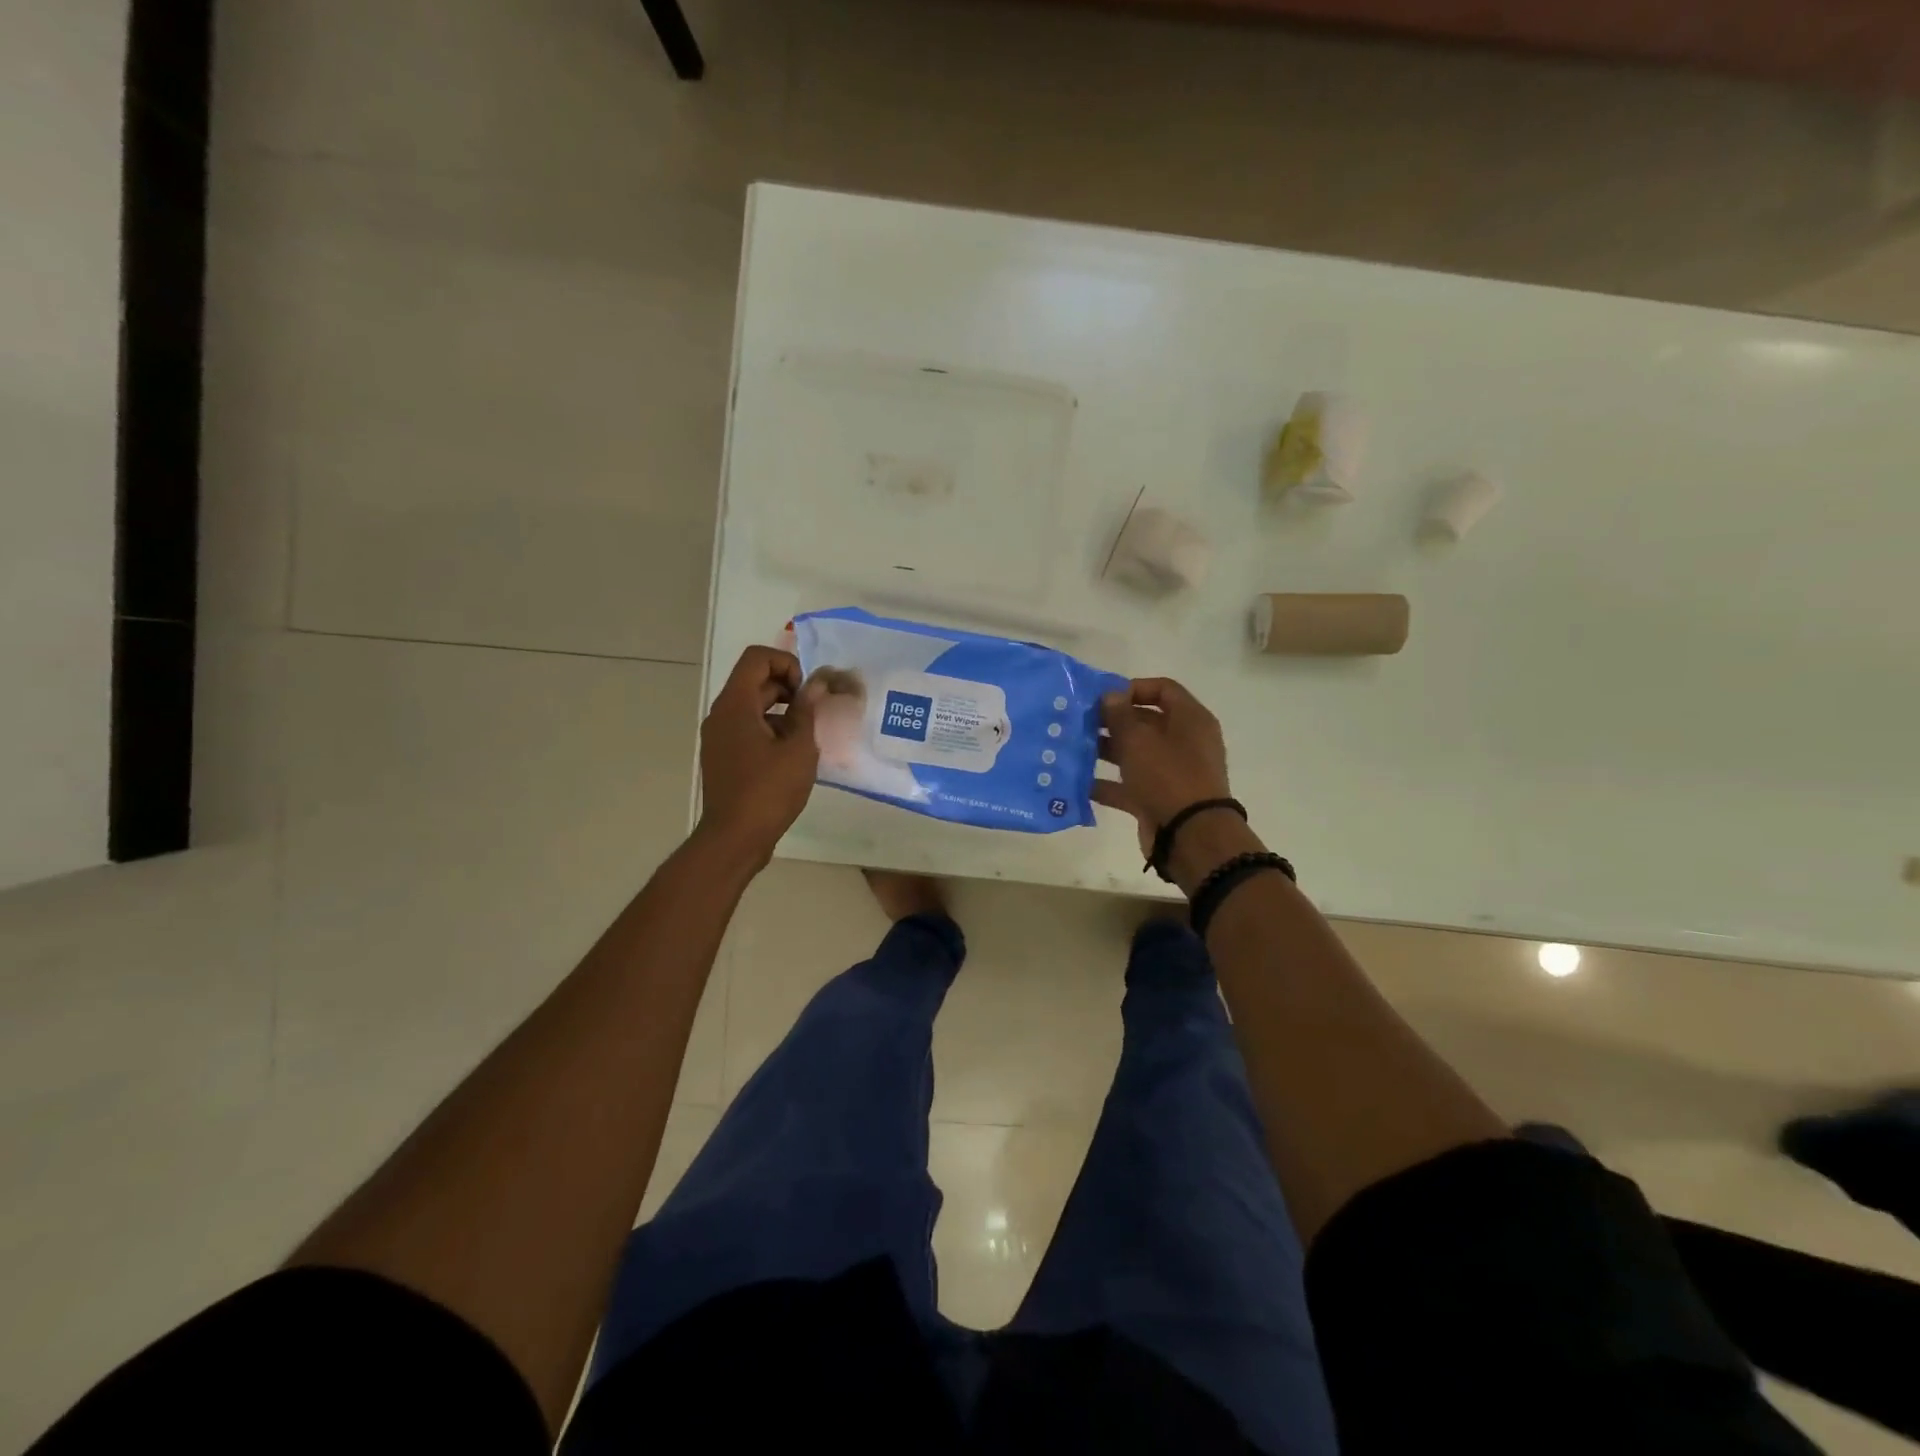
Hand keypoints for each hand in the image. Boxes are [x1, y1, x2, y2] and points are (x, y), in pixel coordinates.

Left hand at [697, 646, 820, 865]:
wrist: (735, 838)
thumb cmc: (768, 791)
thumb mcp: (798, 749)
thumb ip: (807, 711)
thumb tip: (816, 685)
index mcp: (735, 705)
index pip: (757, 658)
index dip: (787, 664)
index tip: (806, 692)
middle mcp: (721, 714)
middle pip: (755, 681)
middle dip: (788, 689)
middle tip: (814, 714)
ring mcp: (719, 737)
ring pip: (752, 707)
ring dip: (782, 712)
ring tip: (806, 737)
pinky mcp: (723, 756)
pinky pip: (747, 729)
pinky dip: (770, 731)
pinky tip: (792, 757)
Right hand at [1092, 678, 1233, 860]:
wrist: (1190, 836)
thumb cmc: (1167, 776)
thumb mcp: (1138, 740)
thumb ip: (1120, 715)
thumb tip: (1110, 695)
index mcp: (1190, 719)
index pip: (1163, 689)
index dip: (1133, 689)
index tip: (1104, 698)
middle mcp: (1184, 742)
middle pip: (1147, 722)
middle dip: (1113, 722)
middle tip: (1081, 723)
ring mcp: (1172, 773)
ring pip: (1136, 754)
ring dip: (1107, 751)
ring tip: (1075, 749)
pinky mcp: (1160, 799)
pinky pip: (1131, 785)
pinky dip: (1108, 784)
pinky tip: (1079, 783)